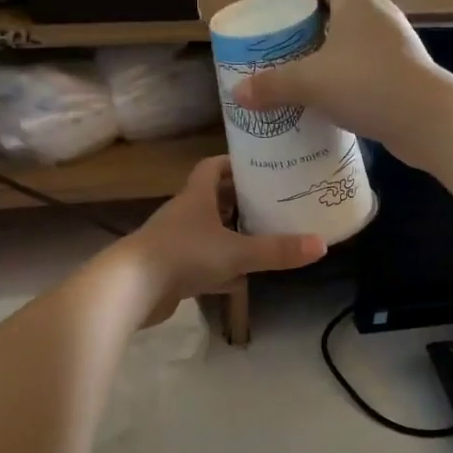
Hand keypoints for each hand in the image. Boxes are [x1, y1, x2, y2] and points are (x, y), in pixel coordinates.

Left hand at [124, 156, 325, 322]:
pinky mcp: (169, 270)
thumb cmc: (183, 256)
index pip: (213, 168)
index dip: (235, 164)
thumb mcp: (237, 252)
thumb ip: (277, 250)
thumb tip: (322, 245)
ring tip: (261, 237)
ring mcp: (174, 243)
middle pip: (212, 199)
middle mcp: (183, 214)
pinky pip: (200, 263)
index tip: (260, 165)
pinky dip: (219, 269)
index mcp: (196, 197)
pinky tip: (239, 281)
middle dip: (239, 200)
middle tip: (271, 203)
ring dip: (229, 234)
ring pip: (206, 233)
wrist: (130, 289)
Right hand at [229, 0, 445, 166]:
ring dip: (331, 51)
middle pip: (342, 7)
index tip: (281, 3)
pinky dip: (348, 75)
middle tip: (286, 42)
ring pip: (356, 40)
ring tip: (305, 71)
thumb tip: (239, 94)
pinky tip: (332, 99)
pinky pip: (368, 65)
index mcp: (358, 3)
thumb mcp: (311, 83)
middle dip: (313, 21)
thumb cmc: (367, 84)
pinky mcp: (405, 74)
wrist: (428, 120)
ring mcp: (397, 46)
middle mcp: (380, 17)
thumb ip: (273, 85)